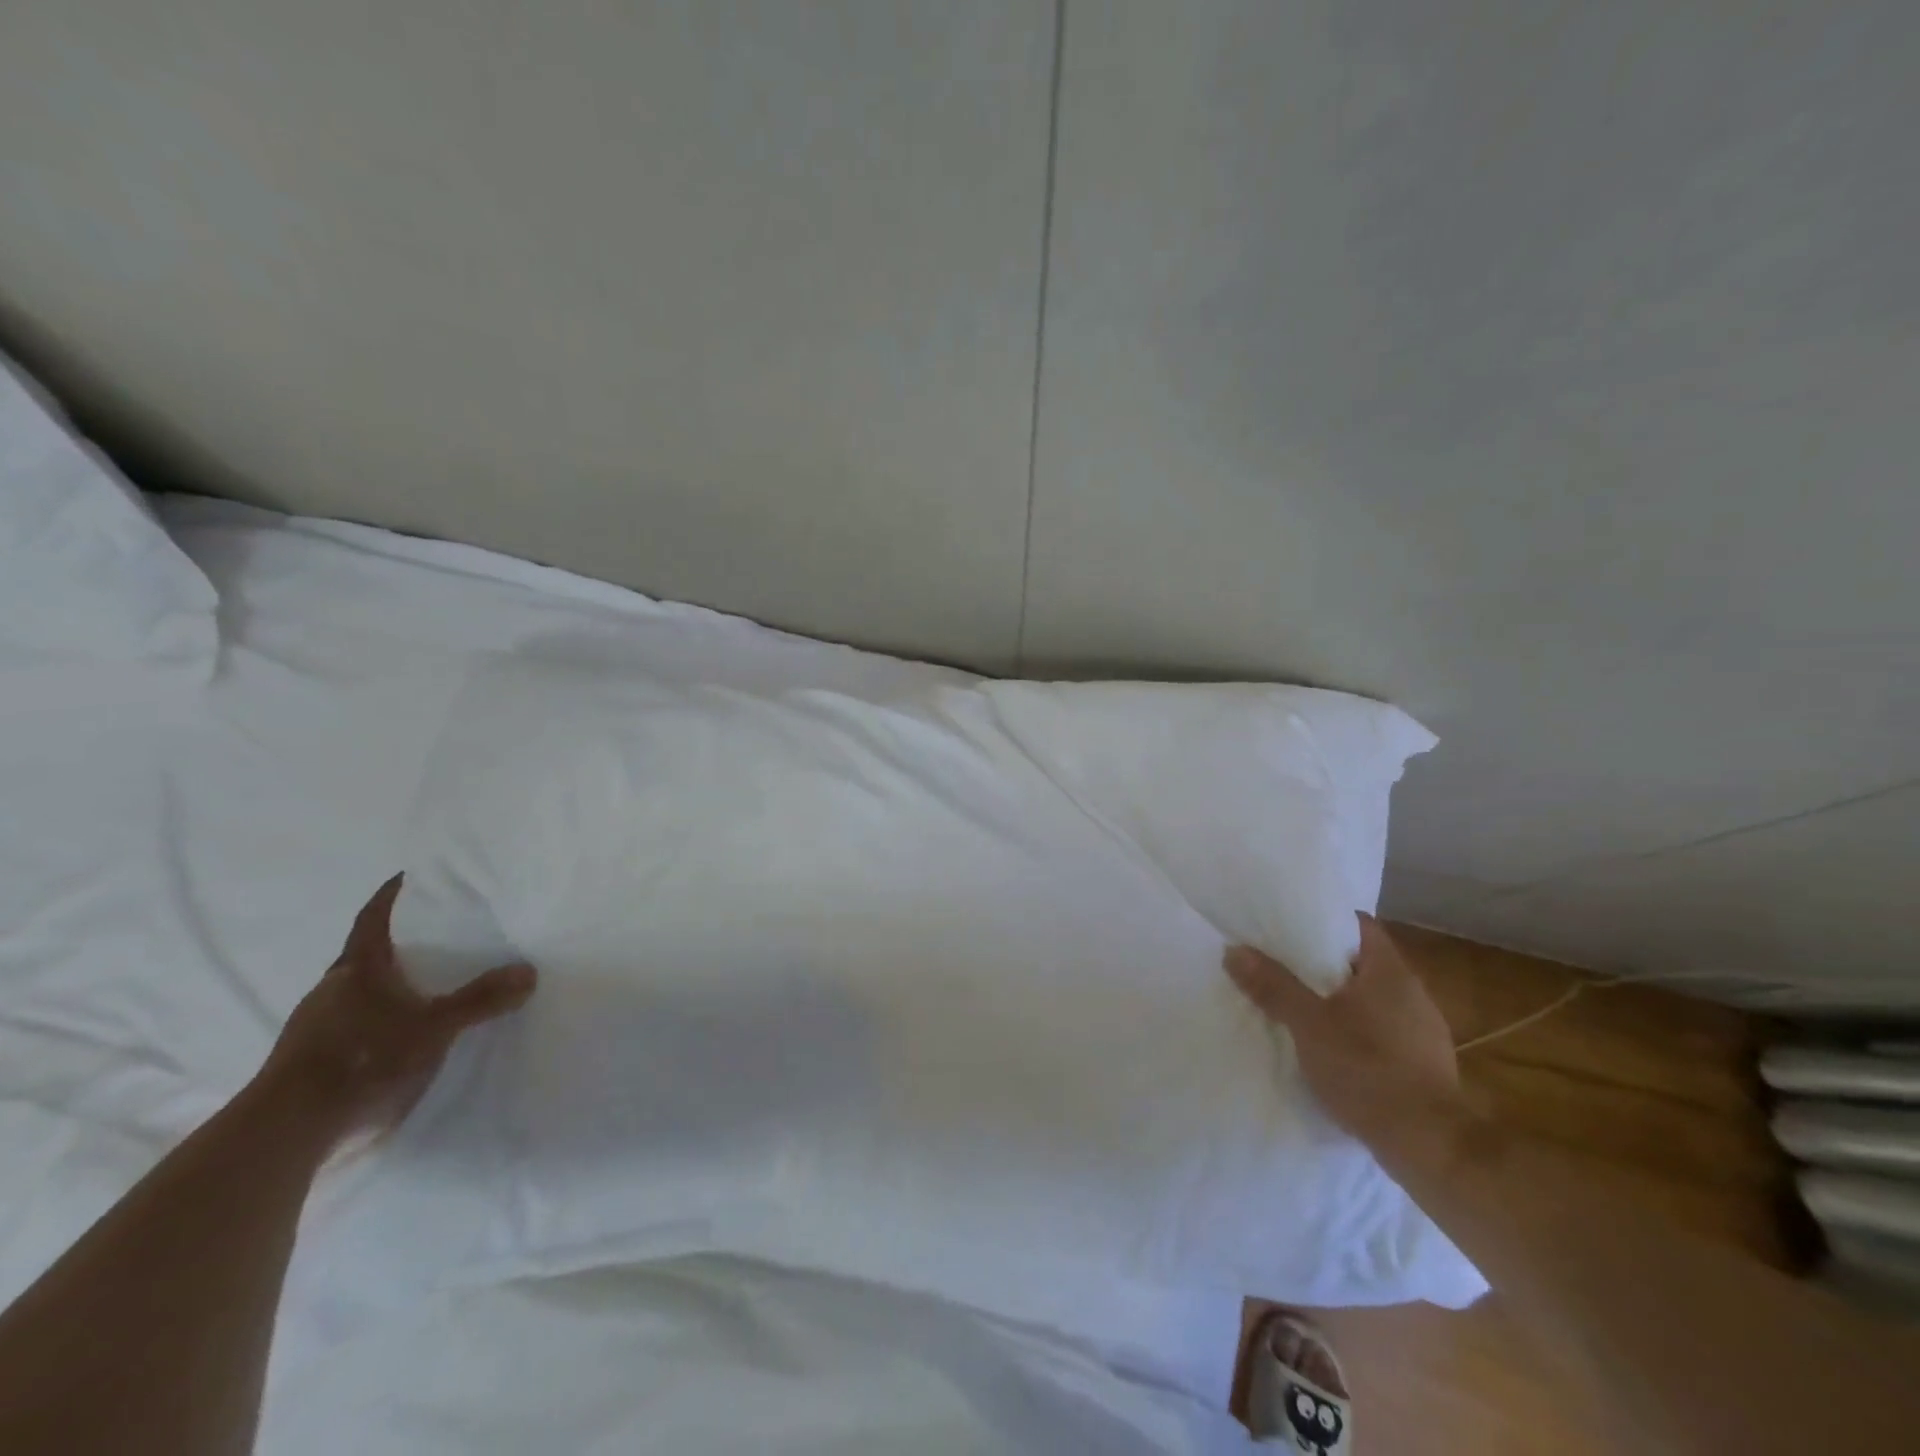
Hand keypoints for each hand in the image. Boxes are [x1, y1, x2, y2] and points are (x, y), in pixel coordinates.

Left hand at [256, 873, 536, 1144]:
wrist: (284, 1135)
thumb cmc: (361, 1060)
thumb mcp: (434, 1028)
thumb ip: (481, 999)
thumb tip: (529, 971)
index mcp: (357, 968)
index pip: (374, 917)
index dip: (393, 895)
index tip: (412, 877)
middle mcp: (331, 989)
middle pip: (368, 953)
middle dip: (402, 943)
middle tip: (444, 935)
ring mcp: (315, 1028)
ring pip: (360, 992)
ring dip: (391, 985)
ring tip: (434, 985)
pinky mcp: (310, 1062)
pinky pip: (354, 1025)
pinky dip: (381, 1020)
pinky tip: (404, 1034)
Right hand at [1225, 914, 1463, 1147]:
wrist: (1431, 1146)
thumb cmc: (1368, 1070)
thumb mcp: (1309, 1025)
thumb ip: (1273, 986)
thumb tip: (1234, 950)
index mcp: (1390, 972)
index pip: (1359, 925)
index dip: (1325, 921)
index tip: (1291, 925)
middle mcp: (1414, 993)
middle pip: (1364, 962)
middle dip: (1326, 963)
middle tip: (1284, 964)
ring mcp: (1424, 1031)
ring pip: (1374, 999)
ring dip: (1342, 1000)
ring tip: (1302, 1006)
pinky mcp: (1425, 1065)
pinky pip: (1385, 1031)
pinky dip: (1358, 1031)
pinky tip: (1334, 1049)